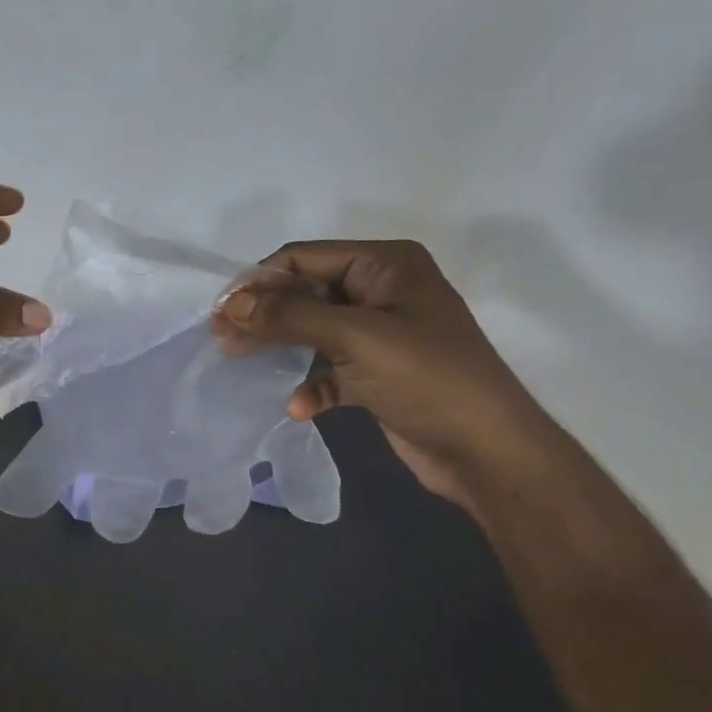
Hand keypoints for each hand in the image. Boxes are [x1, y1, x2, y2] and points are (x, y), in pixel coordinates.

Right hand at [209, 239, 552, 506]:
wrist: (489, 453)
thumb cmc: (427, 379)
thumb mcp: (355, 338)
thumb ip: (290, 316)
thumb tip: (231, 304)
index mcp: (385, 265)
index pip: (304, 258)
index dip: (259, 281)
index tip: (221, 311)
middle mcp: (382, 291)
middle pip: (304, 292)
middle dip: (264, 314)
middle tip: (221, 337)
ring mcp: (381, 333)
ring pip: (312, 329)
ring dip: (279, 346)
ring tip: (239, 362)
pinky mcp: (378, 373)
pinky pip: (330, 368)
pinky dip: (310, 383)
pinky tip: (298, 406)